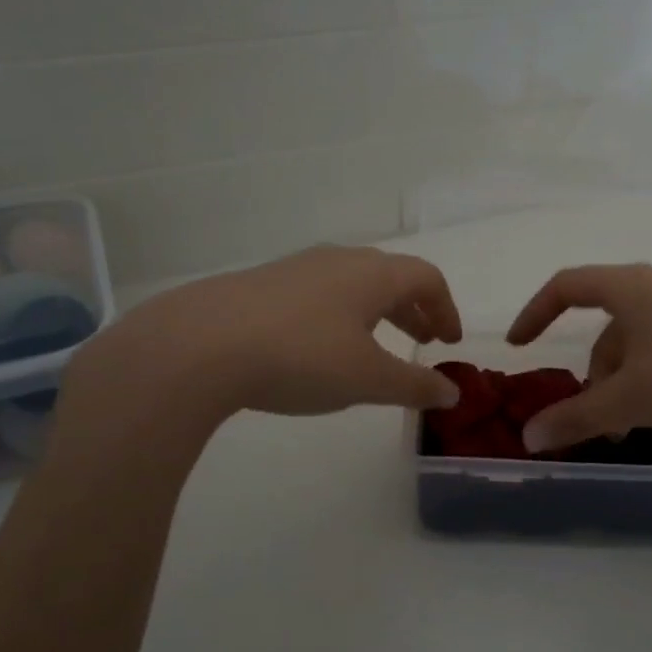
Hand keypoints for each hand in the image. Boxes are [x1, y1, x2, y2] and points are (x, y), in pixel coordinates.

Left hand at [60, 247, 463, 442]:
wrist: (199, 345)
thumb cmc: (301, 356)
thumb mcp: (367, 379)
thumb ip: (414, 385)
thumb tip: (453, 392)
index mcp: (372, 274)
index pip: (426, 278)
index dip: (446, 308)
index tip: (450, 342)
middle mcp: (337, 260)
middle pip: (390, 276)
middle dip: (413, 309)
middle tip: (423, 341)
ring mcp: (295, 269)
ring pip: (351, 283)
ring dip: (376, 312)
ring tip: (375, 346)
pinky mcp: (261, 285)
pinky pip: (318, 293)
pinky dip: (339, 315)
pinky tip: (320, 347)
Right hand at [506, 263, 651, 452]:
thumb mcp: (629, 400)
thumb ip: (575, 417)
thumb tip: (528, 438)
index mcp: (630, 288)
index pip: (566, 287)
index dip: (535, 313)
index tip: (519, 346)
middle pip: (605, 326)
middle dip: (592, 375)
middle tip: (594, 419)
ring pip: (637, 344)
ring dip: (623, 384)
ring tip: (631, 428)